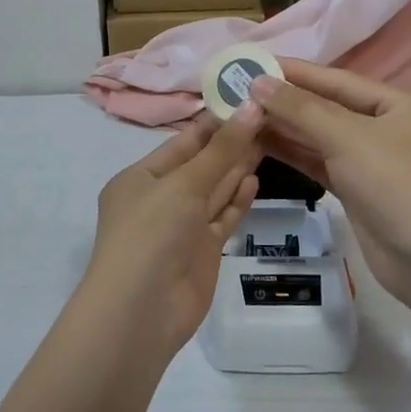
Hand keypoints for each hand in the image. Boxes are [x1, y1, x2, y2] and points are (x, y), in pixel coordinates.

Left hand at [81, 104, 263, 351]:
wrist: (142, 311)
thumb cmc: (151, 233)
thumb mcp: (184, 184)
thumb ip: (221, 150)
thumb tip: (251, 107)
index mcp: (140, 178)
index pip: (182, 143)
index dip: (214, 123)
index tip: (246, 100)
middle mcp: (159, 199)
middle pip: (201, 165)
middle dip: (231, 143)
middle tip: (268, 117)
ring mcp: (181, 227)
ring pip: (214, 190)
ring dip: (237, 168)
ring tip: (270, 139)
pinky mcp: (202, 251)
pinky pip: (222, 217)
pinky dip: (237, 199)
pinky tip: (255, 178)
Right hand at [251, 60, 410, 311]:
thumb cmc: (397, 185)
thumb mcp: (347, 138)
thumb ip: (300, 109)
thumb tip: (257, 82)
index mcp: (401, 103)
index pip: (338, 80)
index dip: (295, 72)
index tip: (253, 62)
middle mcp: (389, 126)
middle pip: (328, 107)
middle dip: (286, 101)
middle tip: (238, 90)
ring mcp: (374, 160)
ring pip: (322, 136)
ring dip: (285, 127)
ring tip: (241, 113)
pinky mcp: (360, 189)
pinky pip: (321, 162)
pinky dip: (294, 153)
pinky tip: (260, 143)